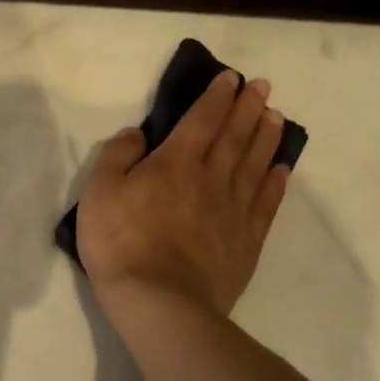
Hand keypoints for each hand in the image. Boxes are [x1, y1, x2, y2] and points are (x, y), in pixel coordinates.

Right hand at [77, 72, 290, 317]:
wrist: (159, 302)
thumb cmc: (120, 243)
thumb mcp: (98, 192)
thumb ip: (117, 156)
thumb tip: (137, 134)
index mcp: (175, 163)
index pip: (201, 120)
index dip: (216, 97)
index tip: (231, 78)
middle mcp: (211, 179)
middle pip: (234, 136)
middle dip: (247, 108)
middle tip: (263, 87)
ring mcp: (233, 211)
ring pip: (255, 164)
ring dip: (266, 137)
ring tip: (276, 117)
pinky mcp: (246, 241)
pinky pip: (266, 203)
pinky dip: (276, 181)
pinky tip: (281, 168)